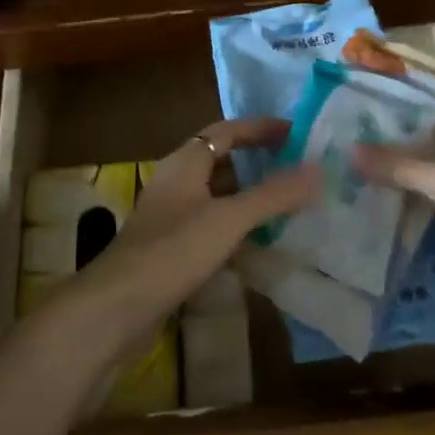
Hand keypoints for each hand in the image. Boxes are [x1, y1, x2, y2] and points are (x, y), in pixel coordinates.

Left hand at [57, 118, 319, 356]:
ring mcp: (170, 216)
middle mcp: (176, 182)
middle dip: (257, 162)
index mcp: (185, 163)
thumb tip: (317, 169)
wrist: (117, 307)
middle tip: (295, 169)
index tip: (295, 133)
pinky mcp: (170, 247)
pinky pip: (211, 225)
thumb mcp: (229, 219)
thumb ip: (273, 195)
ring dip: (248, 196)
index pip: (226, 131)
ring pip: (216, 195)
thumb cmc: (173, 251)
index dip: (260, 128)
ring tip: (286, 205)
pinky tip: (257, 244)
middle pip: (220, 160)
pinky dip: (236, 227)